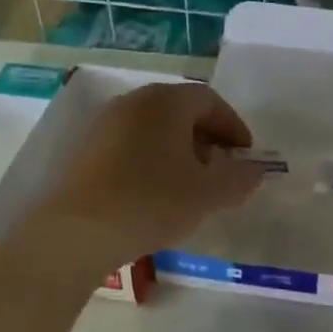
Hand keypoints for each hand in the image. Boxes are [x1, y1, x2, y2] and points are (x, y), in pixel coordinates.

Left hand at [31, 81, 263, 269]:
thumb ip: (240, 178)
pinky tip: (156, 193)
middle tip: (222, 171)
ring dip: (180, 150)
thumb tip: (256, 170)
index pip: (210, 100)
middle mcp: (133, 102)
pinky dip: (153, 159)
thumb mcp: (208, 194)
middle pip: (180, 110)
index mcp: (166, 101)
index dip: (233, 126)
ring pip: (154, 128)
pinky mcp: (85, 150)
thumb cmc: (151, 202)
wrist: (77, 231)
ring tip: (191, 185)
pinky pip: (131, 144)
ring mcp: (104, 124)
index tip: (246, 157)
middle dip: (207, 138)